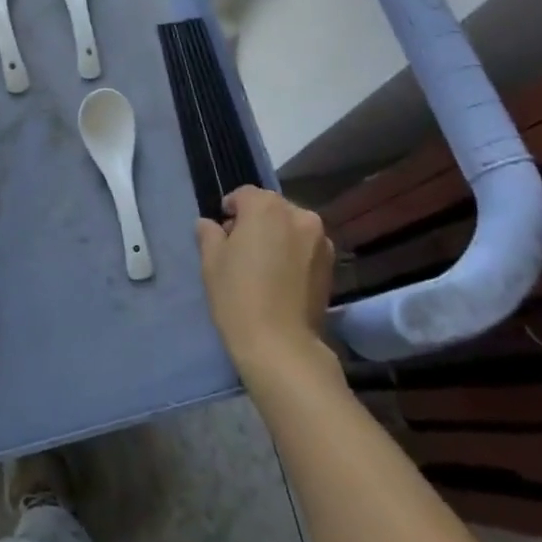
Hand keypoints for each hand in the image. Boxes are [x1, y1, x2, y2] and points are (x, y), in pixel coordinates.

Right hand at [196, 186, 336, 385]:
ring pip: (291, 227)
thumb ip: (209, 234)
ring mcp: (320, 239)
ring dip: (278, 236)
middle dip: (256, 221)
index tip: (222, 231)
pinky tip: (282, 278)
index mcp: (266, 206)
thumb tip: (210, 224)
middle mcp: (298, 214)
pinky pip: (306, 247)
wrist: (281, 346)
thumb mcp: (211, 262)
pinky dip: (294, 253)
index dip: (230, 209)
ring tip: (265, 265)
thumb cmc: (238, 296)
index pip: (244, 195)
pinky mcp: (331, 264)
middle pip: (271, 208)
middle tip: (241, 248)